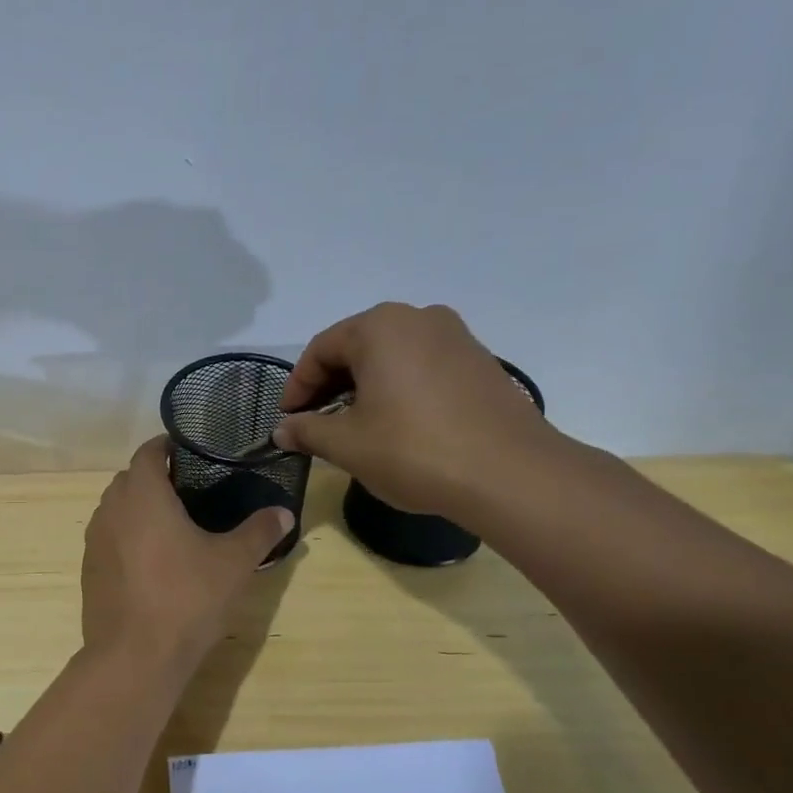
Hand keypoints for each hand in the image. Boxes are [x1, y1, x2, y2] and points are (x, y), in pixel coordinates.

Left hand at [81, 437, 292, 670]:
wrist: (134, 656)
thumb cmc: (186, 598)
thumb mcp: (233, 564)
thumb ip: (259, 532)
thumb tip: (284, 513)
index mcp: (142, 494)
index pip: (148, 452)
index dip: (167, 447)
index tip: (191, 452)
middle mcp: (111, 509)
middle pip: (129, 479)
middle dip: (154, 478)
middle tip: (190, 491)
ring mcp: (94, 541)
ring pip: (115, 509)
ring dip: (138, 509)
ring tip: (172, 526)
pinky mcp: (88, 569)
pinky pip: (108, 538)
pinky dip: (127, 537)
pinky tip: (152, 563)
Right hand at [273, 303, 559, 517]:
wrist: (511, 474)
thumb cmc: (413, 450)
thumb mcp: (347, 444)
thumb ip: (307, 431)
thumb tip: (281, 430)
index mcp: (380, 327)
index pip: (321, 349)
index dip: (297, 386)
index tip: (288, 419)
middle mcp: (418, 318)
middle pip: (357, 347)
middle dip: (330, 385)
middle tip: (316, 422)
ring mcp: (456, 337)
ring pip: (392, 356)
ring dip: (364, 387)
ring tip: (355, 426)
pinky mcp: (481, 362)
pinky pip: (423, 367)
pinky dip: (399, 389)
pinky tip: (398, 424)